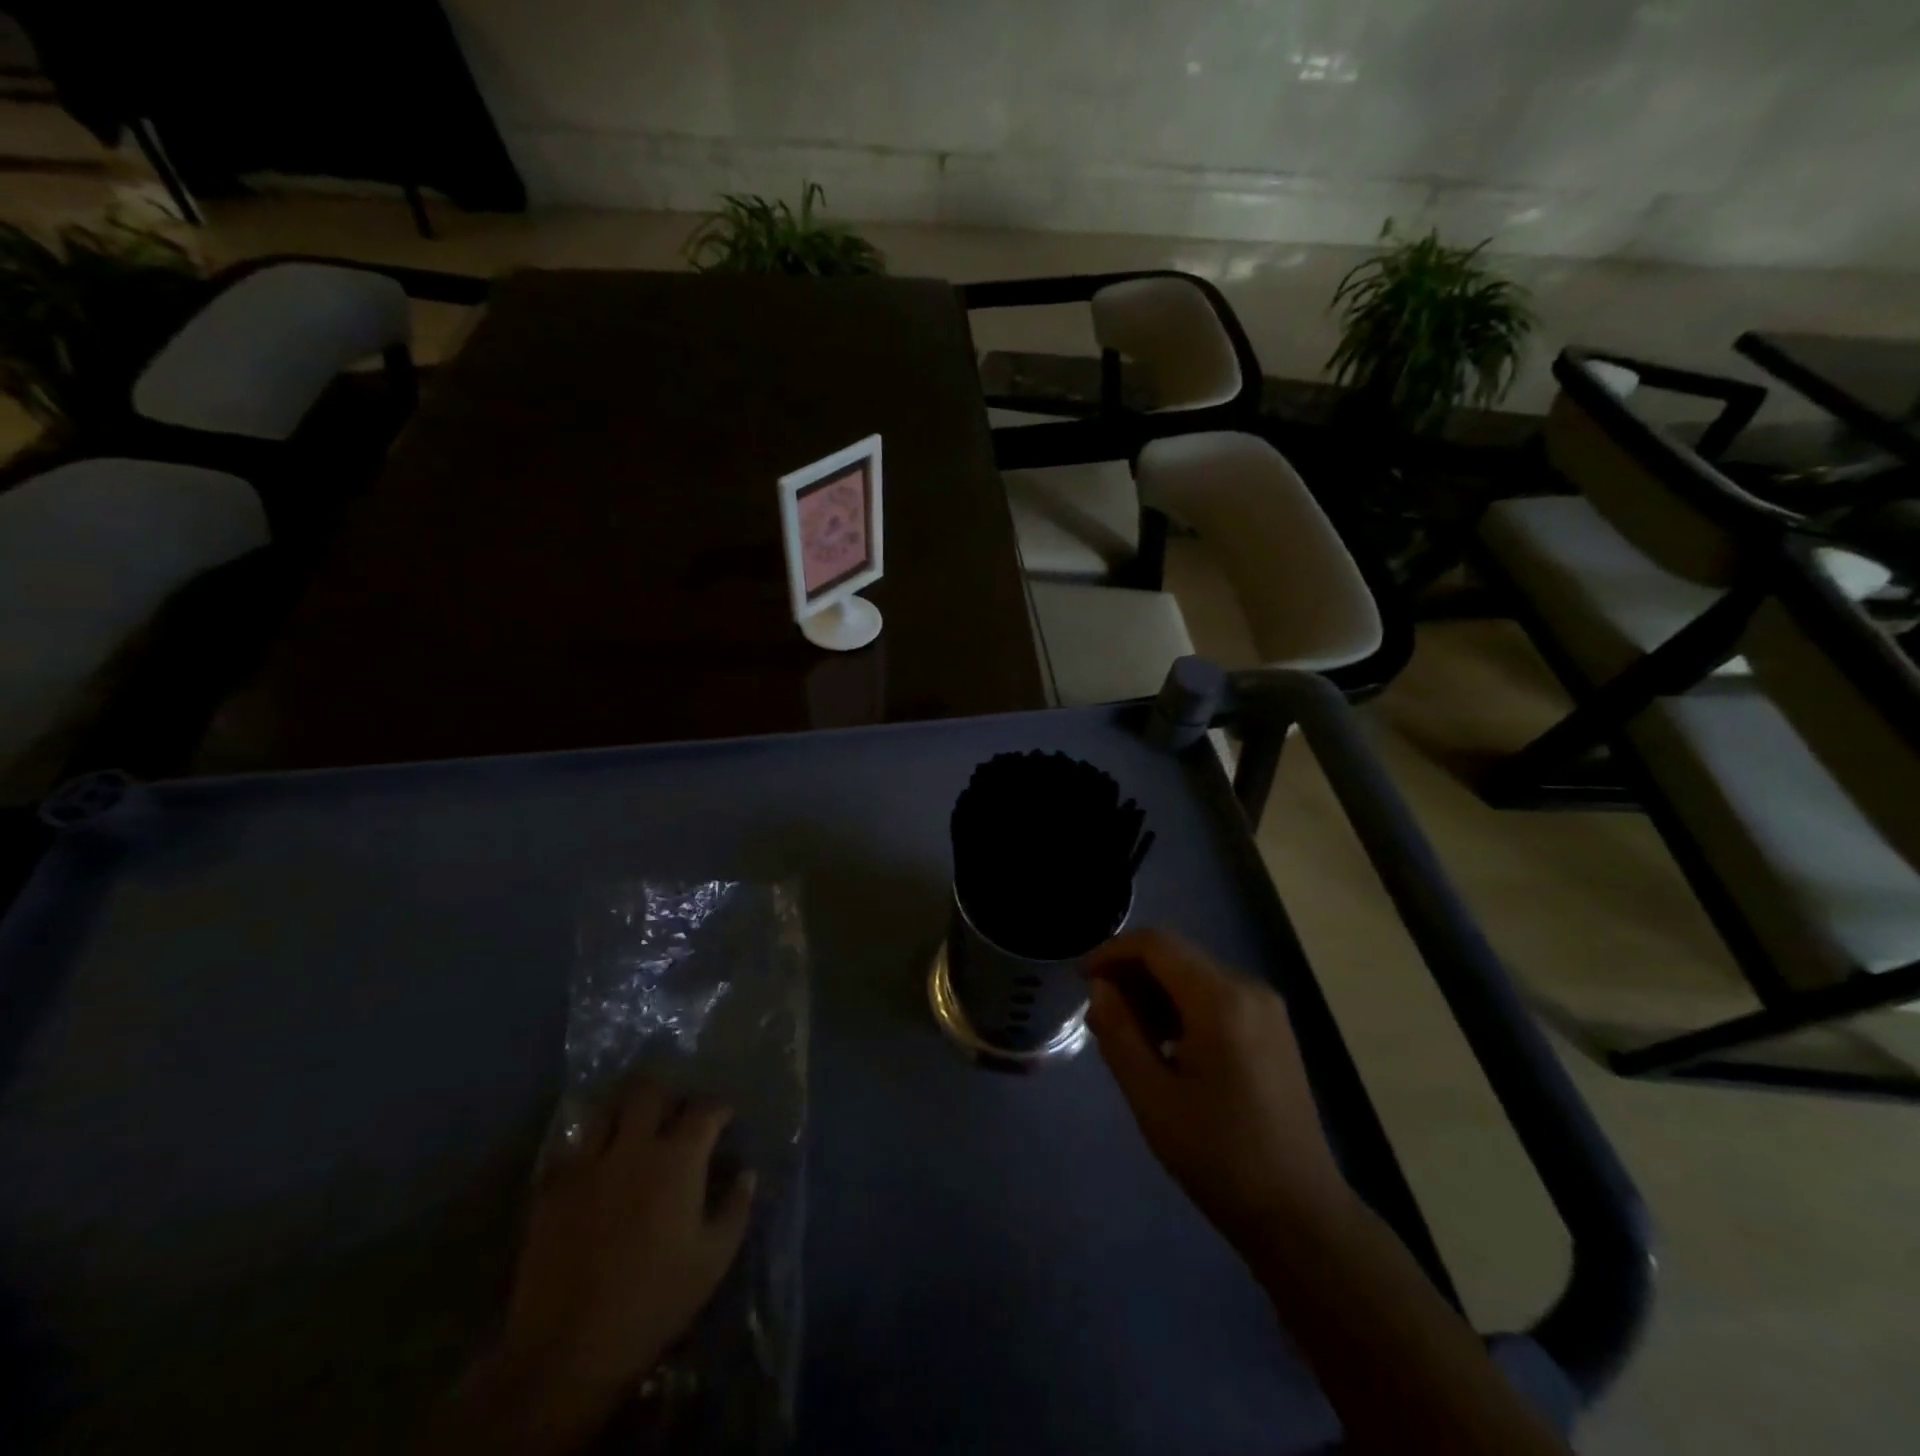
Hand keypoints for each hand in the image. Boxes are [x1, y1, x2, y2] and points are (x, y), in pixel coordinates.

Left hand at [432, 1080, 755, 1454]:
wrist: (569, 1348)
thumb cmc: (655, 1300)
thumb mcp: (714, 1259)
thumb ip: (736, 1208)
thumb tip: (746, 1173)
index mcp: (678, 1158)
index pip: (705, 1110)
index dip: (719, 1108)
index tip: (726, 1117)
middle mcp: (633, 1147)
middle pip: (648, 1092)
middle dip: (666, 1095)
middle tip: (674, 1113)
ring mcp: (587, 1165)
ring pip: (606, 1111)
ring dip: (624, 1114)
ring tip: (632, 1130)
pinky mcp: (552, 1190)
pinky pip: (571, 1151)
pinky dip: (587, 1151)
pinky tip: (594, 1168)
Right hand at [1083, 929, 1352, 1254]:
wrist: (1299, 1214)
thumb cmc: (1219, 1155)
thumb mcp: (1152, 1096)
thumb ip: (1119, 1032)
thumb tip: (1100, 987)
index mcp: (1221, 999)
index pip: (1156, 945)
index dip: (1112, 952)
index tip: (1081, 981)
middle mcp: (1248, 989)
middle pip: (1176, 957)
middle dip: (1131, 976)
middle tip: (1099, 1017)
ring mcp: (1266, 1009)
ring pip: (1194, 977)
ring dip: (1154, 994)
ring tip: (1124, 1036)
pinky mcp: (1272, 1030)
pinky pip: (1216, 998)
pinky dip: (1181, 1009)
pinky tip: (1163, 1047)